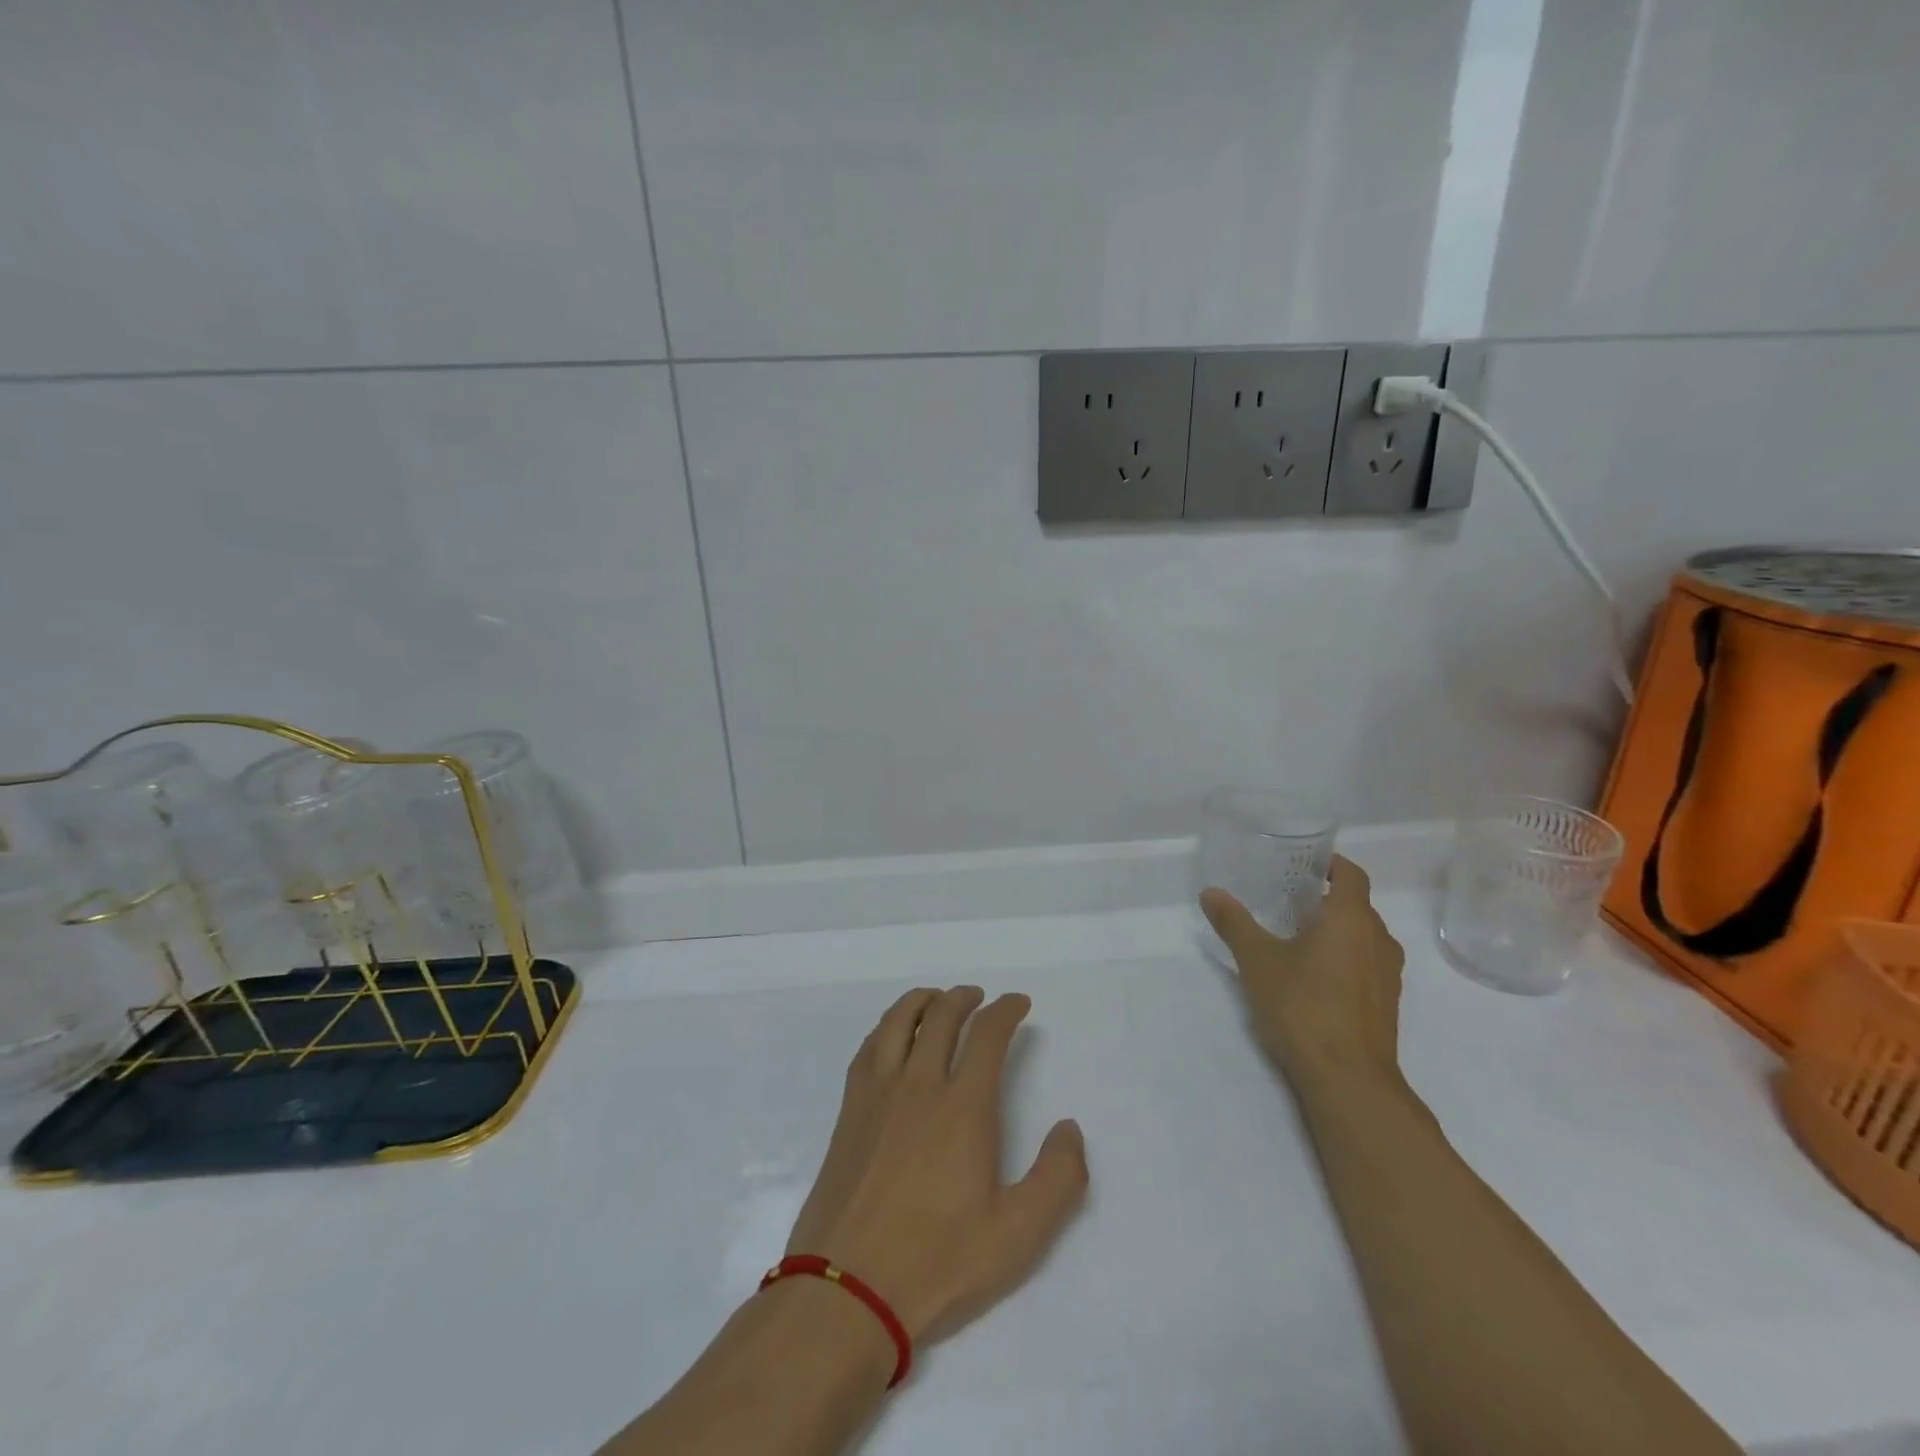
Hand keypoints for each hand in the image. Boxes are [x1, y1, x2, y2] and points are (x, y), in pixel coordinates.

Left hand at [785, 986, 1088, 1346]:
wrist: (847, 1290)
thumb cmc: (938, 1261)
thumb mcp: (1018, 1234)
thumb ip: (1058, 1178)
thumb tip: (1069, 1128)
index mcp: (963, 1106)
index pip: (987, 1035)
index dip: (1006, 1010)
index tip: (1018, 1004)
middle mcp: (919, 1085)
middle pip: (942, 1016)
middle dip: (965, 998)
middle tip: (980, 998)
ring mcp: (877, 1094)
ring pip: (899, 1021)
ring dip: (923, 1000)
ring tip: (937, 1000)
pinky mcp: (849, 1111)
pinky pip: (869, 1047)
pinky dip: (887, 1026)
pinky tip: (892, 1035)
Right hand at [1200, 855, 1405, 1090]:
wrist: (1348, 1080)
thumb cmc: (1303, 1007)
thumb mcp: (1257, 960)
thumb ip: (1235, 923)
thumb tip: (1211, 893)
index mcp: (1351, 919)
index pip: (1352, 875)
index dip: (1332, 864)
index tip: (1304, 864)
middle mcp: (1378, 940)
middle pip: (1358, 906)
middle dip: (1327, 899)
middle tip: (1288, 899)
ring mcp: (1387, 975)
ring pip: (1364, 938)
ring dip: (1337, 931)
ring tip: (1298, 936)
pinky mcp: (1386, 1005)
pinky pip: (1366, 965)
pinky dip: (1345, 959)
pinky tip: (1313, 976)